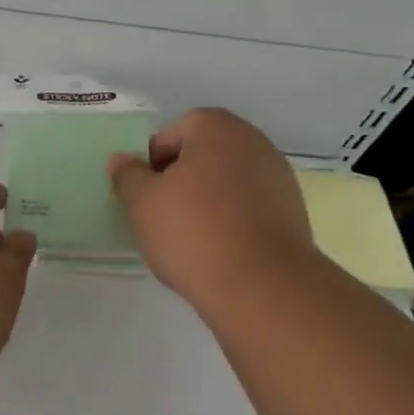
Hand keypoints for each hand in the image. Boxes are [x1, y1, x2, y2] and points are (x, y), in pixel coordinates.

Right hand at [108, 108, 317, 315]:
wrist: (261, 286)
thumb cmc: (193, 232)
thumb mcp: (142, 202)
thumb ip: (128, 175)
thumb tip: (122, 159)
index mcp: (218, 128)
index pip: (174, 132)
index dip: (153, 161)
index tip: (144, 194)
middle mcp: (254, 142)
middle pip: (203, 155)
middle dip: (180, 180)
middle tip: (161, 214)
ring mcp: (278, 177)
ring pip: (227, 182)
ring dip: (206, 201)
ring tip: (188, 238)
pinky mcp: (291, 212)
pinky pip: (248, 207)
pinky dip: (231, 220)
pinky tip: (217, 250)